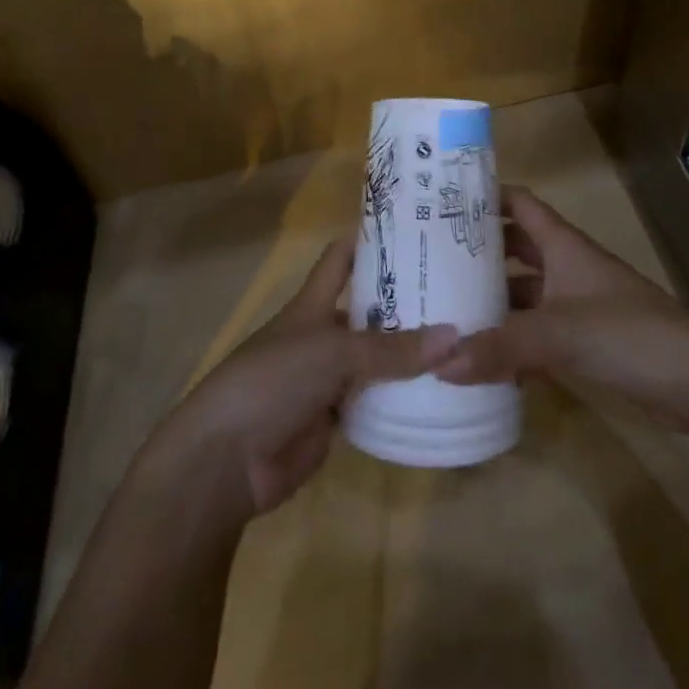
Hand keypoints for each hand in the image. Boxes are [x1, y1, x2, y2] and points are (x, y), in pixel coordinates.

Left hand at [142, 238, 457, 523]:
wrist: (227, 458)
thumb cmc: (273, 380)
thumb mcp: (334, 353)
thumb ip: (391, 349)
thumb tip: (455, 337)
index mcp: (313, 303)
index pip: (341, 258)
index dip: (370, 240)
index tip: (414, 230)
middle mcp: (322, 334)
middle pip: (367, 310)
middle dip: (405, 302)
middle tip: (459, 294)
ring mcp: (326, 378)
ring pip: (374, 359)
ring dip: (407, 355)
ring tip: (461, 343)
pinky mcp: (333, 420)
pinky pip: (373, 402)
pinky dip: (399, 399)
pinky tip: (438, 395)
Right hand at [436, 185, 688, 428]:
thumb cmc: (628, 334)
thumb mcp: (558, 334)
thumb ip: (500, 346)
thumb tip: (438, 362)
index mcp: (562, 244)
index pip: (518, 203)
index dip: (485, 195)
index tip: (442, 200)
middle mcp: (566, 265)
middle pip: (515, 247)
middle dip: (477, 251)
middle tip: (429, 258)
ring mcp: (576, 303)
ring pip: (524, 291)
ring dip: (492, 298)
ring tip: (445, 307)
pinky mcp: (584, 339)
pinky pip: (537, 329)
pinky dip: (512, 337)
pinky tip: (483, 357)